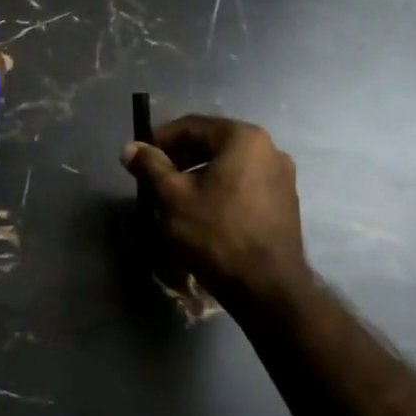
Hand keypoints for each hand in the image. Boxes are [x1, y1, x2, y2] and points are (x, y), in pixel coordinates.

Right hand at [120, 114, 309, 300]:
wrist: (268, 289)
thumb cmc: (216, 234)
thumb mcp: (173, 197)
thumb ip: (150, 166)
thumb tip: (129, 148)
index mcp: (243, 138)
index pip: (191, 126)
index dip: (160, 139)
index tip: (140, 158)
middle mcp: (269, 149)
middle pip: (212, 143)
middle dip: (180, 157)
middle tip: (154, 177)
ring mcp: (282, 176)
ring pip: (228, 164)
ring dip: (198, 173)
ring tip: (174, 196)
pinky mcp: (285, 201)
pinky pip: (244, 182)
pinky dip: (220, 188)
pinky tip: (203, 211)